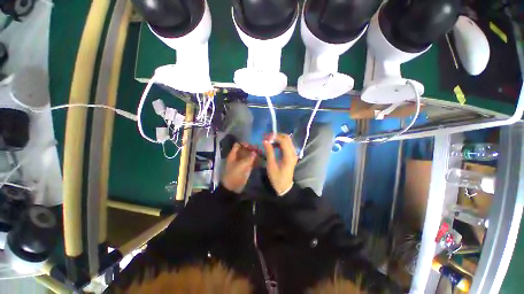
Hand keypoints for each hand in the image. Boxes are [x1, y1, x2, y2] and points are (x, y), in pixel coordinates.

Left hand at [221, 143, 256, 193]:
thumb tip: (255, 152)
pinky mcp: (246, 168)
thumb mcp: (241, 166)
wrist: (232, 188)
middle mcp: (238, 157)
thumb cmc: (234, 175)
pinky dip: (255, 160)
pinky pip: (251, 161)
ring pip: (249, 155)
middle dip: (251, 148)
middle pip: (244, 150)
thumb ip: (249, 158)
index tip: (252, 145)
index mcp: (233, 155)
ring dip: (254, 154)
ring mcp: (242, 162)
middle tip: (259, 148)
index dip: (244, 144)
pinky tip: (261, 159)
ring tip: (262, 152)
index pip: (238, 145)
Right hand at [263, 134, 297, 195]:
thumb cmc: (277, 178)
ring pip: (287, 140)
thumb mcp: (271, 166)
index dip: (275, 136)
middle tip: (267, 137)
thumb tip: (265, 141)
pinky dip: (280, 142)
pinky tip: (273, 145)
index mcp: (289, 156)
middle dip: (276, 135)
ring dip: (278, 138)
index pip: (284, 141)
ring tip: (268, 140)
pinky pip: (286, 144)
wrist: (285, 186)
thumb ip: (269, 152)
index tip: (265, 137)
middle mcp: (293, 153)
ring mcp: (293, 153)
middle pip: (287, 138)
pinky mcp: (291, 155)